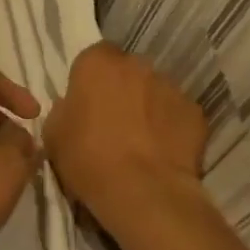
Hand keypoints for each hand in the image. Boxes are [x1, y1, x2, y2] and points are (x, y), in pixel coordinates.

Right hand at [42, 44, 208, 234]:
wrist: (144, 192)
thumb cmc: (89, 158)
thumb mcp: (53, 134)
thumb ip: (63, 110)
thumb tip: (73, 108)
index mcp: (98, 62)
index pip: (94, 57)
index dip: (91, 81)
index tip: (87, 105)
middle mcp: (137, 64)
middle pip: (127, 71)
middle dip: (122, 90)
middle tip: (114, 123)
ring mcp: (170, 86)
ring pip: (155, 91)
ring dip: (148, 108)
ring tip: (141, 143)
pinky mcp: (196, 112)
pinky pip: (178, 115)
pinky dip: (171, 128)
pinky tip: (163, 153)